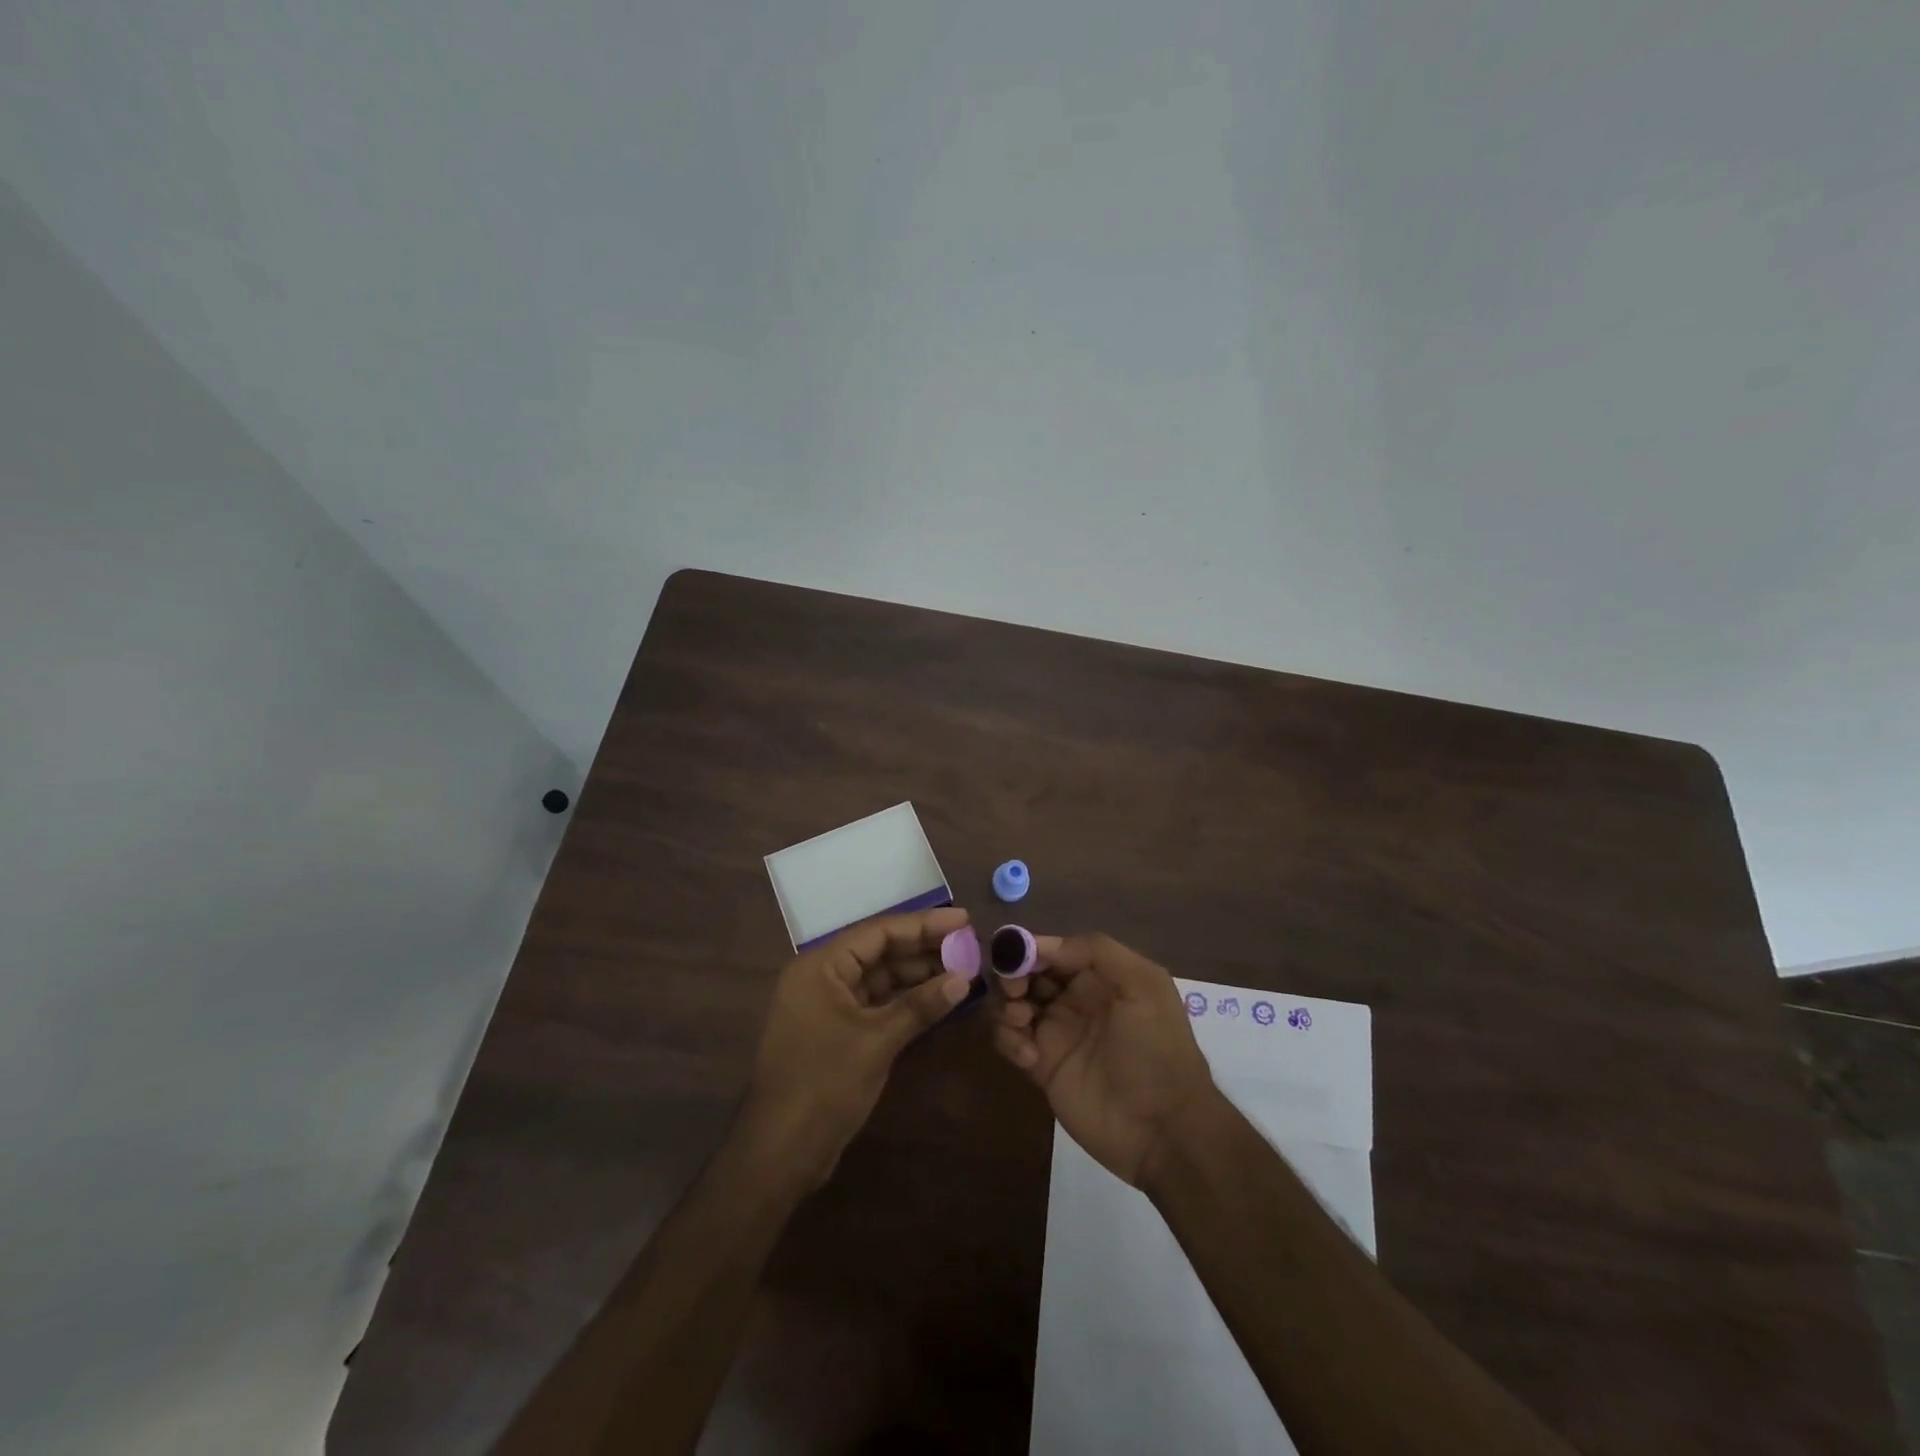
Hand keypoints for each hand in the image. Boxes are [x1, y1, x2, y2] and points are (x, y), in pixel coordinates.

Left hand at [739, 906, 972, 1188]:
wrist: (781, 1152)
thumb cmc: (824, 1084)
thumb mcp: (877, 1041)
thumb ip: (920, 1005)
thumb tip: (964, 978)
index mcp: (820, 966)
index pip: (878, 932)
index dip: (923, 924)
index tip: (963, 920)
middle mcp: (822, 977)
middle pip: (880, 952)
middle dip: (924, 949)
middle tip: (969, 945)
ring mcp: (828, 1006)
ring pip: (880, 978)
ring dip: (918, 975)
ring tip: (963, 969)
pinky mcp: (837, 1032)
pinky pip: (876, 1003)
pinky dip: (906, 1001)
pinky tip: (938, 999)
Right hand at [991, 933, 1219, 1187]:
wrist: (1163, 1128)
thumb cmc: (1157, 1049)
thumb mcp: (1144, 986)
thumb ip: (1098, 951)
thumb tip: (1043, 945)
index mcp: (1099, 976)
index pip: (1055, 950)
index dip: (1032, 948)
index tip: (1016, 955)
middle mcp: (1074, 999)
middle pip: (1028, 973)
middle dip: (1013, 974)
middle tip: (1015, 990)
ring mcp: (1056, 1033)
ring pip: (1012, 1003)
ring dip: (1006, 1005)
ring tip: (1021, 1022)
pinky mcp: (1041, 1067)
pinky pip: (1009, 1041)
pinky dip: (1008, 1040)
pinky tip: (1029, 1058)